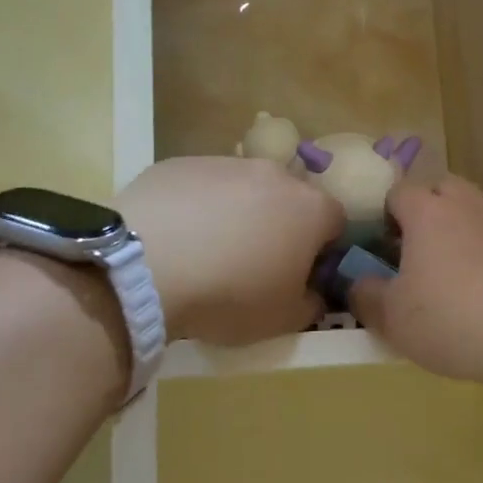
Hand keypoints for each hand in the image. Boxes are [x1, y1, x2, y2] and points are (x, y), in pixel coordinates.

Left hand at [118, 157, 343, 344]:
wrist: (146, 267)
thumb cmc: (231, 295)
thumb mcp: (284, 320)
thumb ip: (311, 303)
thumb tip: (313, 292)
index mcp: (311, 209)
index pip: (335, 222)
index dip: (321, 250)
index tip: (300, 274)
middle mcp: (275, 175)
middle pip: (289, 198)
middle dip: (279, 226)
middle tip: (253, 263)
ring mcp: (225, 163)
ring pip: (243, 188)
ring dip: (236, 214)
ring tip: (206, 252)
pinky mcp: (180, 163)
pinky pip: (199, 187)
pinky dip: (195, 208)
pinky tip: (173, 239)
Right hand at [350, 176, 482, 387]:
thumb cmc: (452, 320)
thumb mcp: (392, 319)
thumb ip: (366, 296)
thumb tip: (357, 283)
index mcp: (428, 212)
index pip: (400, 190)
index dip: (388, 213)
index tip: (386, 244)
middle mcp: (470, 204)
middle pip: (444, 189)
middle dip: (431, 210)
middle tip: (424, 251)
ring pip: (481, 207)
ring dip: (468, 225)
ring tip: (463, 267)